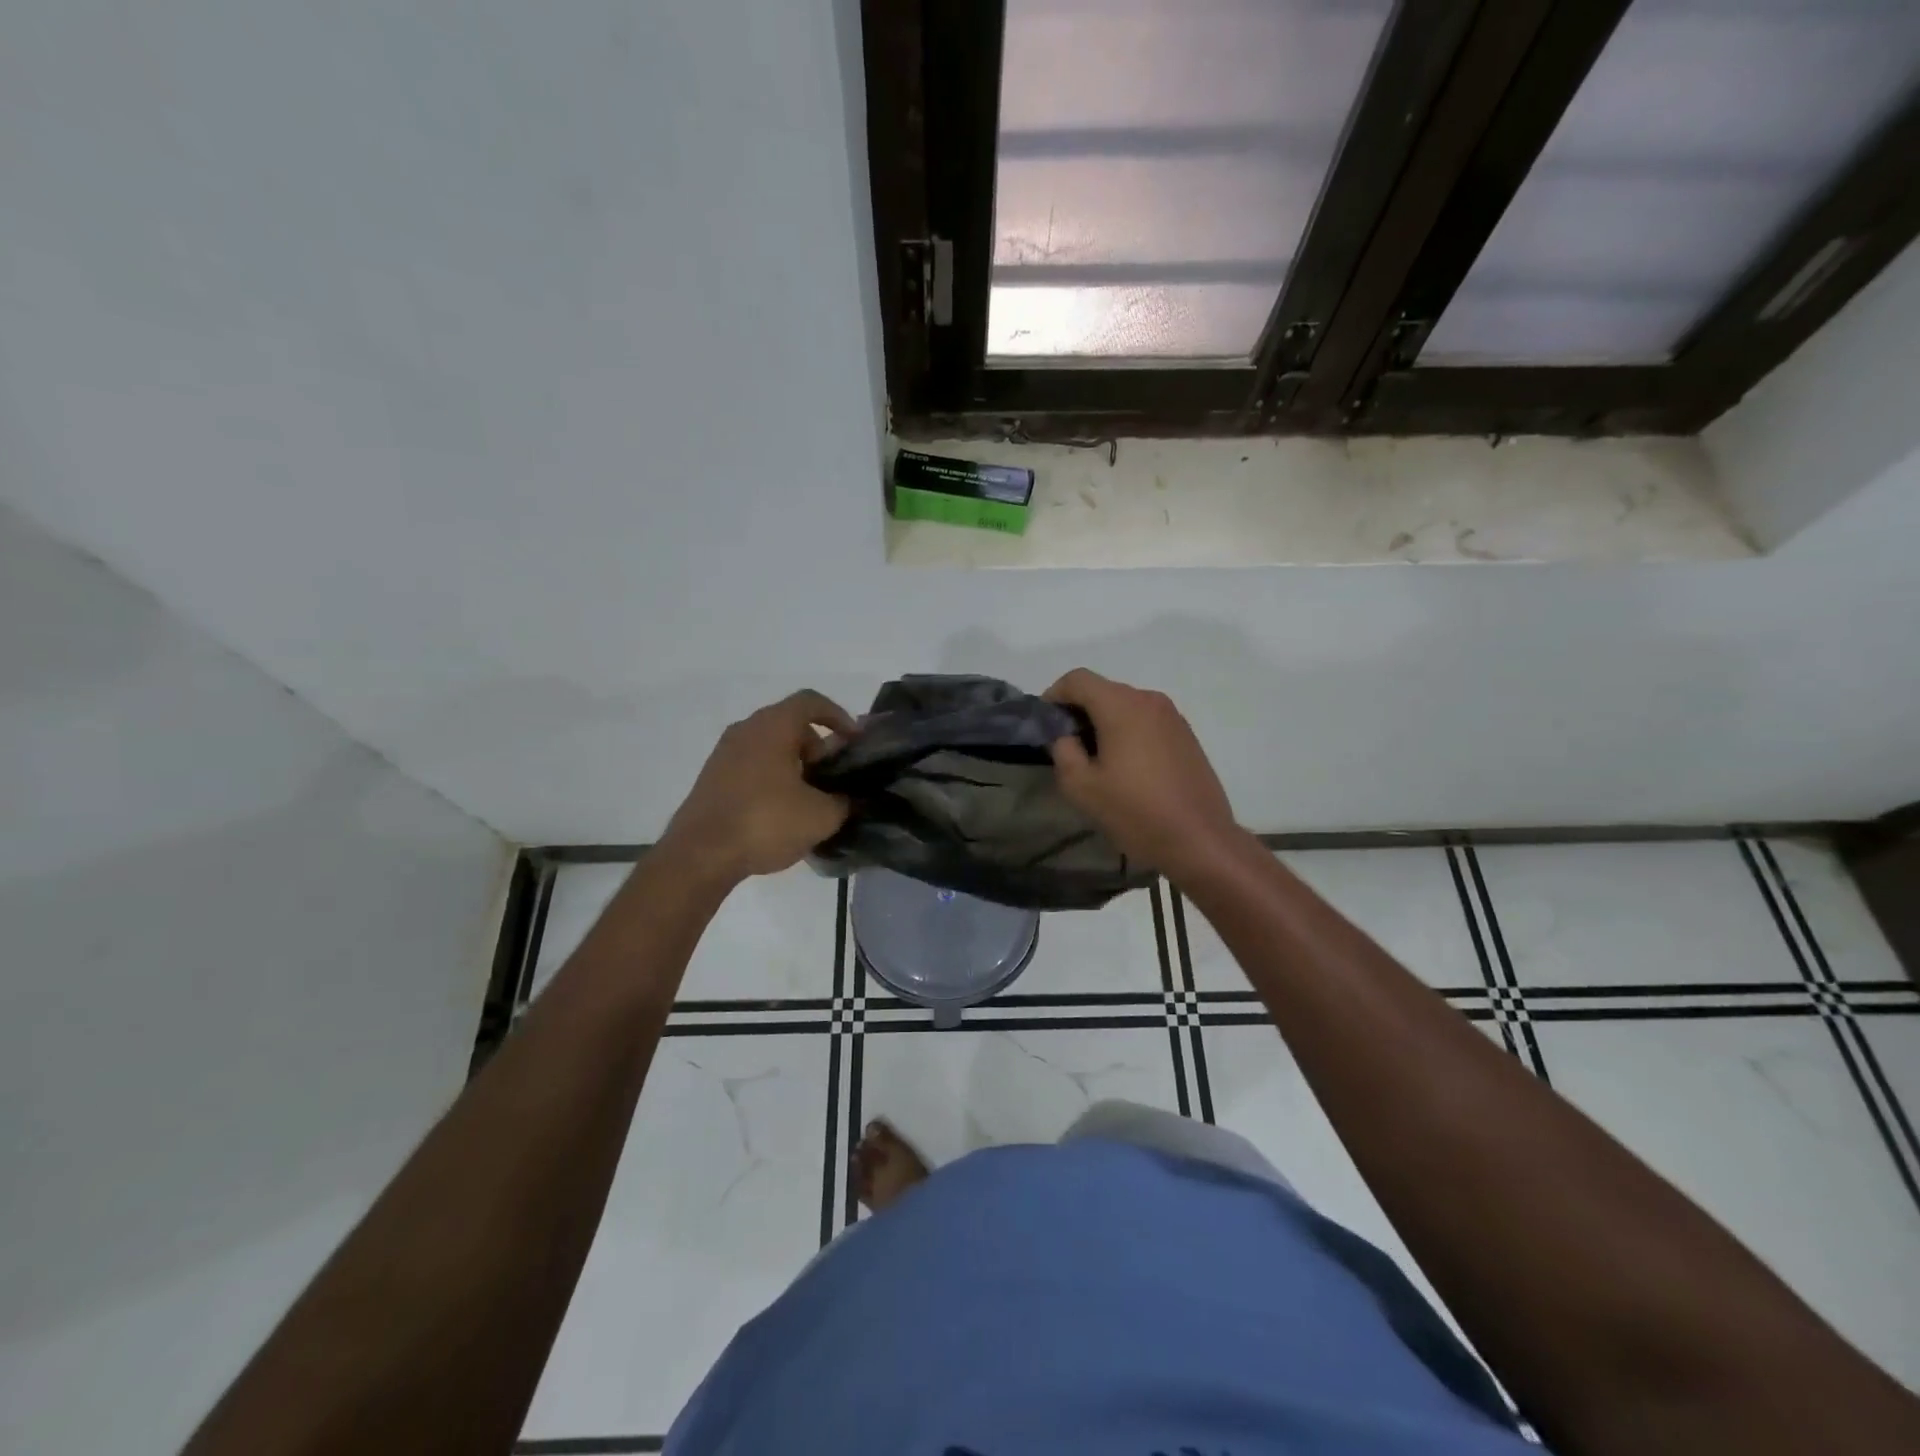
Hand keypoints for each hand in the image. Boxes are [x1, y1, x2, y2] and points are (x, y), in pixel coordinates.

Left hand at [661, 690, 857, 883]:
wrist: (699, 855)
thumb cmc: (766, 822)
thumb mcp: (821, 816)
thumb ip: (844, 801)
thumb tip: (848, 799)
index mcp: (773, 726)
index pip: (811, 702)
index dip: (839, 716)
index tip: (854, 741)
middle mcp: (746, 730)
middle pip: (790, 725)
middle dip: (817, 747)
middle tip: (833, 777)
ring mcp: (724, 754)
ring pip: (769, 746)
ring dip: (794, 765)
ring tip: (811, 798)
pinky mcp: (712, 779)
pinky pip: (752, 766)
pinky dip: (772, 778)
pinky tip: (782, 812)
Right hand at [1045, 669, 1242, 881]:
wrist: (1200, 840)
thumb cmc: (1135, 811)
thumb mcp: (1081, 786)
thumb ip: (1063, 751)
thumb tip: (1066, 736)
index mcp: (1122, 706)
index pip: (1077, 679)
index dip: (1054, 695)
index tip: (1045, 725)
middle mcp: (1149, 700)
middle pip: (1103, 690)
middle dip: (1079, 711)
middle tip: (1067, 747)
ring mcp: (1173, 717)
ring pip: (1126, 706)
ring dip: (1104, 723)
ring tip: (1096, 760)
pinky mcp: (1186, 736)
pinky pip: (1146, 722)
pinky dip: (1128, 732)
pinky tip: (1127, 768)